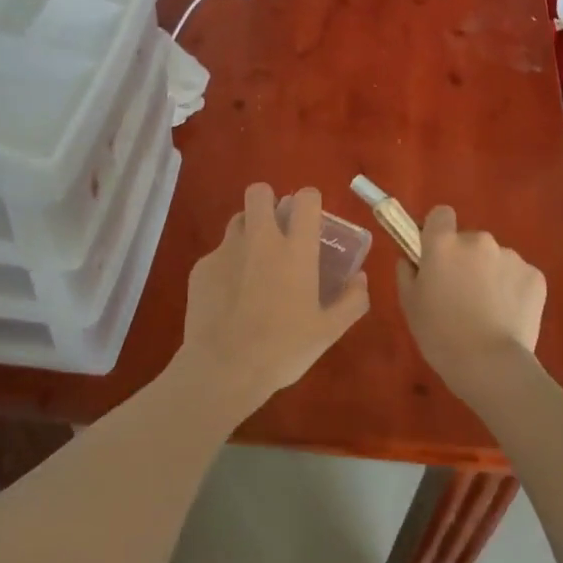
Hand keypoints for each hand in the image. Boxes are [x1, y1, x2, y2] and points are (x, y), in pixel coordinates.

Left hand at [178, 184, 369, 417]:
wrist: (224, 370)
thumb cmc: (283, 350)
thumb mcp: (329, 332)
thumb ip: (352, 300)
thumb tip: (360, 278)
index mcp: (295, 250)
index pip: (305, 199)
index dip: (309, 201)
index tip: (310, 218)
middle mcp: (261, 240)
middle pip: (259, 192)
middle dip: (268, 202)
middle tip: (276, 229)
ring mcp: (227, 250)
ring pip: (238, 219)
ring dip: (249, 231)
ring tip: (253, 262)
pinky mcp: (201, 267)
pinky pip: (218, 253)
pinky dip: (227, 265)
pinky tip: (229, 296)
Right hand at [396, 206, 545, 393]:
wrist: (490, 365)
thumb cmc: (440, 335)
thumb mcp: (409, 304)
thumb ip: (407, 272)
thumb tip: (411, 258)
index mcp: (444, 243)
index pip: (441, 214)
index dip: (437, 231)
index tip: (435, 254)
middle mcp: (479, 240)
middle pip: (469, 241)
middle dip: (465, 260)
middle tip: (460, 295)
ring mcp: (511, 256)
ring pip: (495, 259)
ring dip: (489, 275)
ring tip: (487, 312)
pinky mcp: (535, 276)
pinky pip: (517, 276)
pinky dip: (512, 290)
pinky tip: (507, 317)